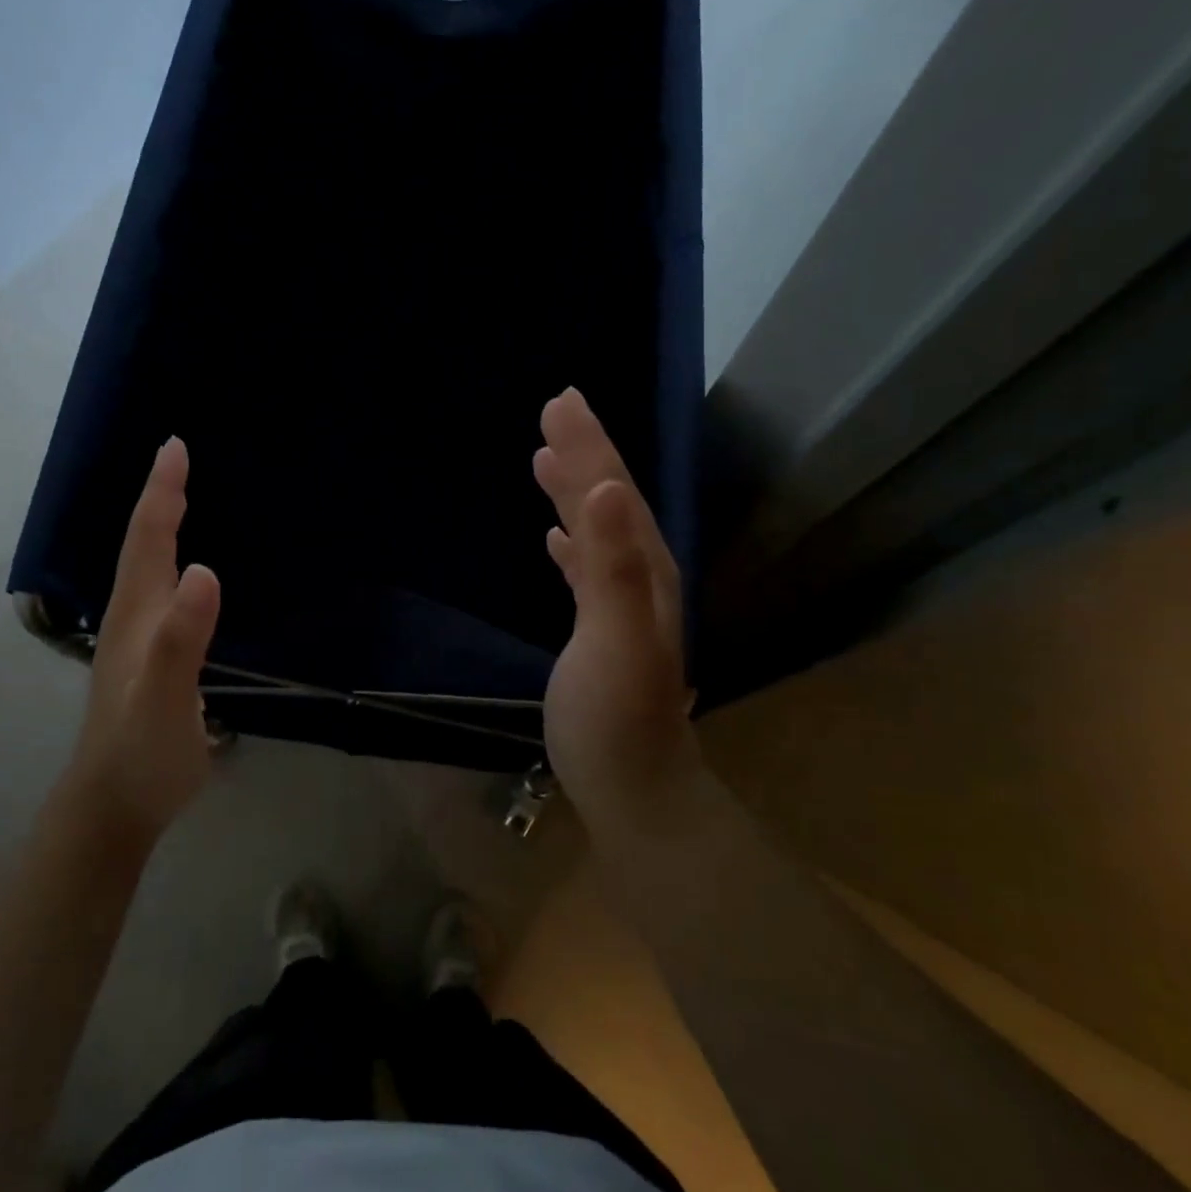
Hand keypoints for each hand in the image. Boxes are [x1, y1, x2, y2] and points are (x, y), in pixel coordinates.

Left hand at [67, 437, 221, 840]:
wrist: (113, 807)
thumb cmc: (141, 752)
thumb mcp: (165, 696)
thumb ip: (182, 637)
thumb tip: (206, 569)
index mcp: (137, 616)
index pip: (149, 540)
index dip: (161, 493)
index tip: (174, 447)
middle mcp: (133, 619)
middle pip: (144, 547)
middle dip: (159, 499)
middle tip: (177, 459)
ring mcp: (139, 642)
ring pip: (148, 570)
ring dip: (161, 529)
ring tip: (180, 501)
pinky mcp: (150, 662)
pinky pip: (163, 596)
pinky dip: (172, 566)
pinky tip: (185, 577)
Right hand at [534, 388, 700, 836]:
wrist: (635, 788)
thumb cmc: (615, 719)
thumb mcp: (612, 640)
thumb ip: (612, 567)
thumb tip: (607, 489)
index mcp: (643, 571)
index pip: (612, 493)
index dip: (588, 447)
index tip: (560, 403)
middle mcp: (640, 578)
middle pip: (609, 502)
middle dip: (584, 454)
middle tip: (554, 411)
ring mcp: (623, 606)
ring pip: (598, 530)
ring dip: (576, 492)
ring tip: (548, 459)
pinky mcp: (601, 630)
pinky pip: (587, 568)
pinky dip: (572, 542)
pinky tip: (555, 539)